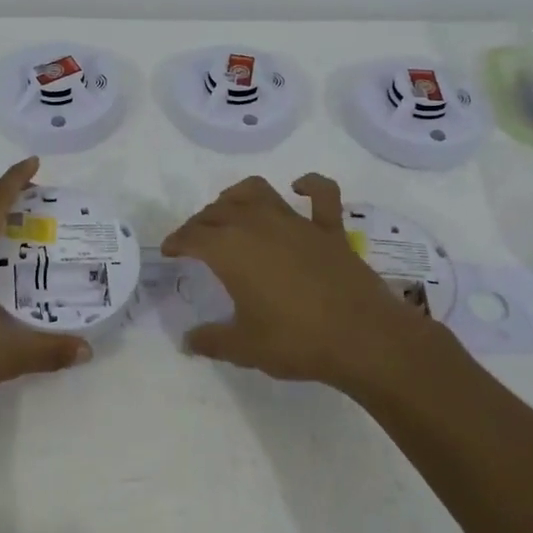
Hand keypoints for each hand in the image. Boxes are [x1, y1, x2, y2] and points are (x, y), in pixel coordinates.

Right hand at [162, 173, 445, 392]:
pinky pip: (321, 194)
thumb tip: (188, 341)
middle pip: (219, 211)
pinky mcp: (329, 229)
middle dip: (202, 221)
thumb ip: (211, 341)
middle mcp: (258, 226)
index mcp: (230, 250)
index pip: (193, 236)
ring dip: (237, 196)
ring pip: (257, 192)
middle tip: (196, 238)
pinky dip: (309, 184)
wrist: (363, 338)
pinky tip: (298, 186)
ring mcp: (296, 223)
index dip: (177, 241)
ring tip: (230, 208)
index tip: (169, 250)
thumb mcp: (244, 348)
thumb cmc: (296, 341)